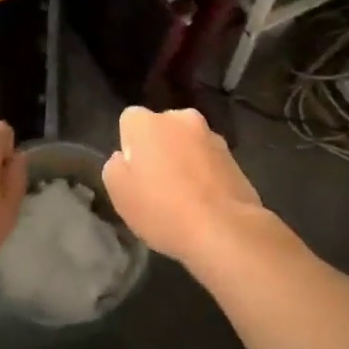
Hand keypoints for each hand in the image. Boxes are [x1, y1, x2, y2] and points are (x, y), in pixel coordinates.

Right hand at [104, 107, 263, 268]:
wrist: (224, 230)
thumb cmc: (162, 209)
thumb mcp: (119, 193)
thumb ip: (115, 166)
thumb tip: (125, 158)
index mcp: (147, 121)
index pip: (129, 120)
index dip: (129, 146)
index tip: (134, 173)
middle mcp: (181, 118)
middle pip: (161, 128)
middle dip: (158, 148)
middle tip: (157, 184)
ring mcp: (211, 135)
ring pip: (187, 143)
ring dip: (183, 160)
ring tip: (184, 197)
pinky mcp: (234, 157)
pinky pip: (209, 161)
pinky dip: (204, 174)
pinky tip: (204, 203)